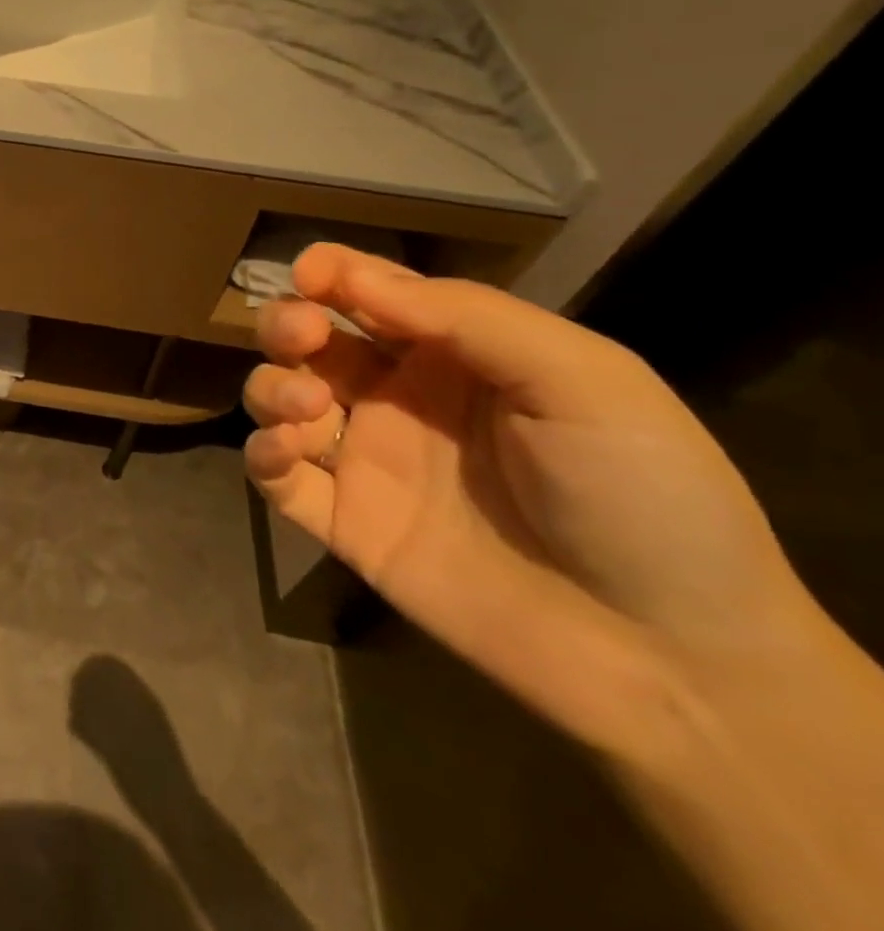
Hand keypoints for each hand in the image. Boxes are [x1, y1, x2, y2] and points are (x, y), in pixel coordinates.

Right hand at [241, 245, 814, 753]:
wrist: (671, 658)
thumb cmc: (643, 494)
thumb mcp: (582, 379)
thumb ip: (467, 316)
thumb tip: (351, 275)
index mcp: (455, 356)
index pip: (372, 294)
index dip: (332, 272)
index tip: (309, 271)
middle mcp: (399, 400)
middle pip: (310, 341)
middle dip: (288, 323)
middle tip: (301, 335)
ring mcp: (366, 463)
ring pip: (278, 400)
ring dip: (271, 387)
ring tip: (307, 407)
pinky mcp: (344, 524)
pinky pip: (275, 480)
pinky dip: (260, 456)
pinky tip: (283, 451)